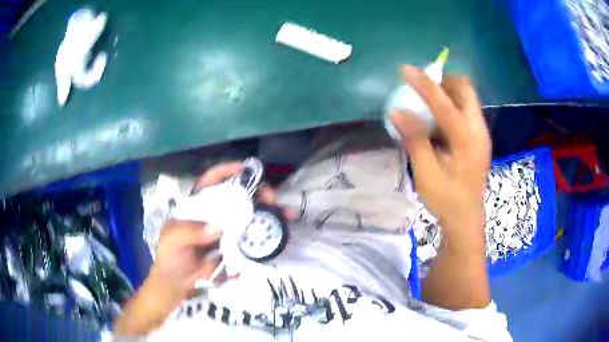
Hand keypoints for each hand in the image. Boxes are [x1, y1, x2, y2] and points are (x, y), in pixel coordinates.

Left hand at [115, 161, 284, 334]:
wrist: (178, 283)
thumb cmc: (170, 256)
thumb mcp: (173, 240)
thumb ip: (189, 231)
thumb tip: (217, 228)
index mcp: (196, 204)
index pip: (211, 181)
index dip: (227, 171)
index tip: (244, 168)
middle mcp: (214, 213)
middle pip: (237, 195)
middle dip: (256, 192)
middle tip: (271, 198)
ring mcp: (226, 229)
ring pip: (249, 214)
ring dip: (267, 211)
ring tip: (283, 214)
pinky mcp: (235, 245)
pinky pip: (252, 235)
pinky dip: (266, 232)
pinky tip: (280, 230)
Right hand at [390, 65, 490, 309]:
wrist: (466, 218)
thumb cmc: (446, 200)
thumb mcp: (426, 173)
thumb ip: (415, 140)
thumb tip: (396, 111)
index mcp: (467, 141)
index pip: (444, 103)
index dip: (424, 84)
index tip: (404, 69)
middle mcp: (479, 131)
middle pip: (465, 90)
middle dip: (443, 80)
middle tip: (421, 84)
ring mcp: (481, 133)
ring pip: (467, 97)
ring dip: (447, 90)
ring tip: (426, 99)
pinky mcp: (479, 137)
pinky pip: (466, 109)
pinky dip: (450, 103)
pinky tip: (437, 119)